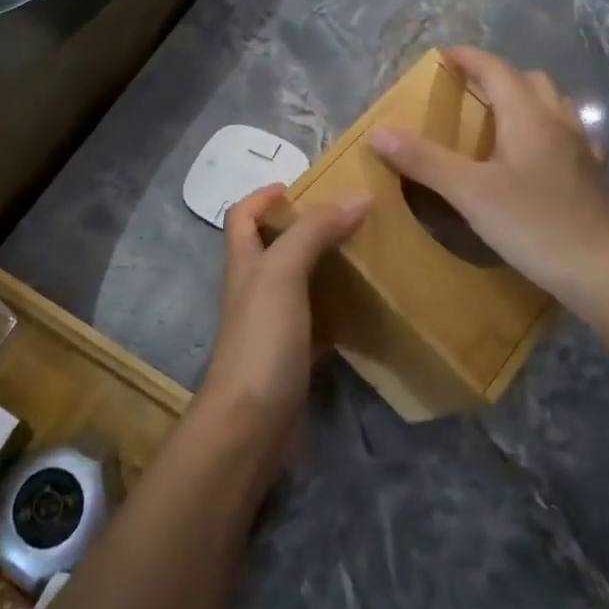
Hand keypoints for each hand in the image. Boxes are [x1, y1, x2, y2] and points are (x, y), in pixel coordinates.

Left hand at [198, 184, 368, 467]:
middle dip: (305, 226)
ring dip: (326, 265)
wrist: (251, 425)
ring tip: (367, 252)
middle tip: (351, 216)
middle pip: (272, 245)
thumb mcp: (283, 273)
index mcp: (244, 263)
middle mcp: (254, 289)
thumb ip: (314, 232)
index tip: (302, 184)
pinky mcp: (293, 357)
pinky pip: (318, 321)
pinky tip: (367, 307)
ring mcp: (272, 325)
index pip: (241, 215)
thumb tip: (356, 195)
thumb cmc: (261, 340)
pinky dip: (338, 309)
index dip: (263, 194)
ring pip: (298, 283)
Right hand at [368, 46, 608, 308]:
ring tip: (500, 118)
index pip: (496, 69)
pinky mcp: (593, 175)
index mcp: (528, 117)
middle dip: (497, 76)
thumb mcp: (469, 193)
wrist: (606, 271)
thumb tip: (378, 132)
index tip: (442, 55)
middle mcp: (559, 122)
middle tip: (467, 90)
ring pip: (554, 104)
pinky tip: (538, 155)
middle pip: (529, 80)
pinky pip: (569, 134)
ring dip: (525, 98)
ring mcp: (582, 148)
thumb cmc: (534, 225)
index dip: (468, 58)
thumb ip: (424, 160)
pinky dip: (547, 129)